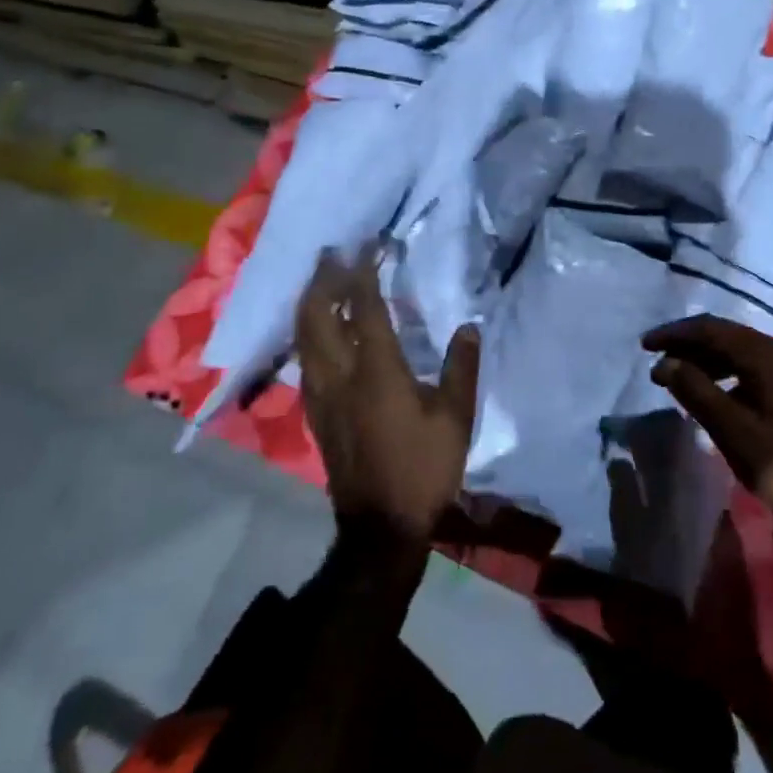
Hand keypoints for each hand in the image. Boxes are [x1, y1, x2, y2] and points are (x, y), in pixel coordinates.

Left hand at [296, 250, 480, 543]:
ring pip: (303, 338)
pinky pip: (305, 361)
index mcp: (377, 371)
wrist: (381, 526)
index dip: (363, 273)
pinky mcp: (315, 414)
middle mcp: (340, 376)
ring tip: (319, 283)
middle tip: (330, 254)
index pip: (365, 309)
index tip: (366, 245)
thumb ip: (461, 367)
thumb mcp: (456, 417)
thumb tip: (468, 326)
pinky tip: (317, 333)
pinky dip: (307, 334)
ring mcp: (322, 396)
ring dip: (309, 304)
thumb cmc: (422, 468)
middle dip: (322, 281)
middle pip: (318, 317)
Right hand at [643, 316, 772, 513]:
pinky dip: (728, 374)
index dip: (675, 334)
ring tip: (680, 380)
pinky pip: (755, 368)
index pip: (712, 330)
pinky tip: (714, 394)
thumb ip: (696, 391)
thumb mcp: (734, 430)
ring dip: (708, 361)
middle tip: (658, 365)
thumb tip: (664, 363)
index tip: (645, 346)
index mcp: (769, 354)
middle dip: (690, 347)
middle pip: (727, 337)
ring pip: (742, 352)